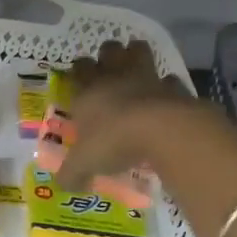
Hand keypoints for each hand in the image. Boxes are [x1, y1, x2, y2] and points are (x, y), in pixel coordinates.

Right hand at [60, 39, 213, 189]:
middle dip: (107, 55)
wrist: (161, 130)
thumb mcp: (84, 163)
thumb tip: (63, 186)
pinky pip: (169, 80)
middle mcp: (115, 78)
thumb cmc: (114, 141)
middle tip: (108, 68)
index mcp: (88, 91)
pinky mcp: (173, 88)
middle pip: (109, 50)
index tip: (79, 78)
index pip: (79, 69)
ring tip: (135, 65)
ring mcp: (147, 79)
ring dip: (136, 54)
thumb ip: (71, 173)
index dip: (78, 70)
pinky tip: (166, 94)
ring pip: (139, 51)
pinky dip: (167, 84)